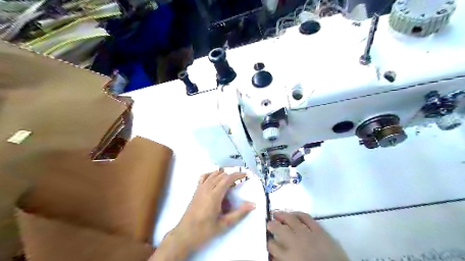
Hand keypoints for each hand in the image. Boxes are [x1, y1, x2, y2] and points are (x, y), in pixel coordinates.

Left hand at [174, 172, 255, 246]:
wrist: (185, 233)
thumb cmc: (205, 230)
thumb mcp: (224, 223)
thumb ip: (239, 213)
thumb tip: (253, 204)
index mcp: (214, 195)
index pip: (227, 179)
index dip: (237, 175)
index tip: (245, 175)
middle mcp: (207, 188)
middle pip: (221, 175)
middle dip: (232, 176)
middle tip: (239, 184)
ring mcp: (200, 188)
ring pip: (213, 174)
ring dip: (223, 175)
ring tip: (229, 183)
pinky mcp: (196, 190)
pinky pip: (204, 177)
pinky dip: (211, 175)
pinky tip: (215, 180)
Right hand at [265, 212, 347, 260]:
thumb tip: (274, 256)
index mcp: (288, 257)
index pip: (272, 246)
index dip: (268, 242)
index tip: (268, 239)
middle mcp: (295, 243)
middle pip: (279, 229)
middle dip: (272, 225)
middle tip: (269, 223)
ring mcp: (308, 235)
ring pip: (291, 220)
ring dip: (282, 215)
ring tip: (277, 213)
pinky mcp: (320, 231)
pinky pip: (307, 217)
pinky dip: (299, 214)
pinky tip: (294, 213)